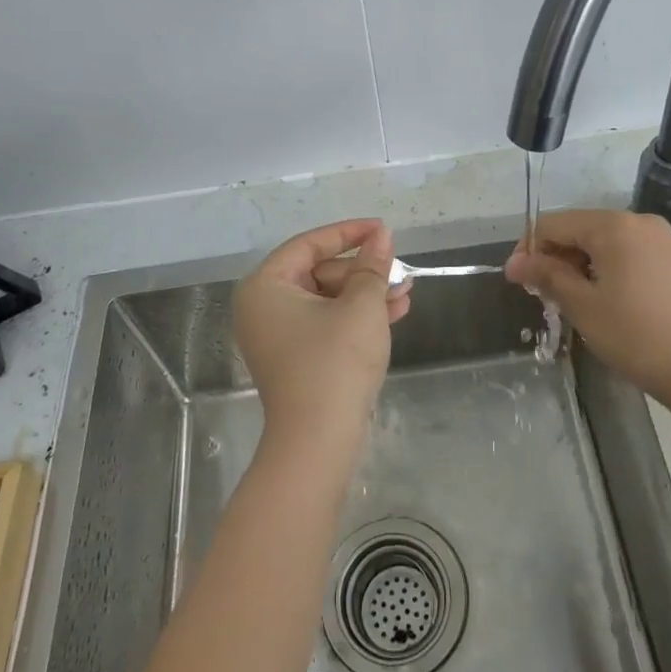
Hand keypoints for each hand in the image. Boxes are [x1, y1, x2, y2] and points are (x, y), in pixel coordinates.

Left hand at [234, 220, 411, 460]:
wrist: (319, 442)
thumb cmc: (335, 363)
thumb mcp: (361, 307)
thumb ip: (372, 266)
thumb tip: (381, 235)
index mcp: (266, 286)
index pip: (309, 244)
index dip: (349, 233)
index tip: (382, 229)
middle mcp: (263, 306)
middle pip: (319, 272)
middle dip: (363, 271)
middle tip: (400, 269)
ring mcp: (277, 335)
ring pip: (328, 299)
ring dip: (366, 294)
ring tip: (406, 291)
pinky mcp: (295, 358)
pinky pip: (326, 323)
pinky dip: (356, 317)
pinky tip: (395, 312)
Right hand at [505, 209, 670, 405]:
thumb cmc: (637, 336)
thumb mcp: (583, 306)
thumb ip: (547, 276)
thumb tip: (515, 262)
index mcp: (613, 226)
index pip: (554, 224)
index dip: (529, 249)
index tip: (516, 281)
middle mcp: (637, 221)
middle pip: (579, 228)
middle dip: (555, 257)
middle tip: (542, 295)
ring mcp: (660, 238)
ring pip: (603, 241)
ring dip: (579, 264)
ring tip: (570, 299)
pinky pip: (626, 251)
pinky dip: (605, 267)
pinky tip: (602, 297)